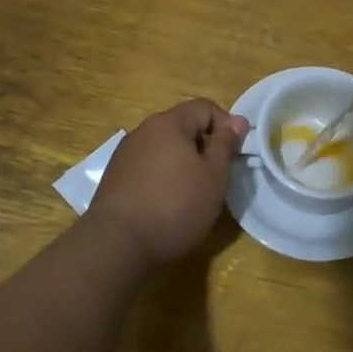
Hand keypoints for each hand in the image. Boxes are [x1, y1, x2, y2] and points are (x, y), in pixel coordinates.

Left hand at [87, 99, 249, 264]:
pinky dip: (162, 176)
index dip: (226, 126)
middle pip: (183, 126)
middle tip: (215, 177)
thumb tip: (238, 120)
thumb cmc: (175, 206)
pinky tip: (165, 204)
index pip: (205, 107)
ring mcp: (125, 153)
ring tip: (191, 193)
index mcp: (169, 123)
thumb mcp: (214, 176)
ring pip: (164, 147)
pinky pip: (147, 165)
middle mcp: (143, 130)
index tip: (232, 156)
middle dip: (203, 146)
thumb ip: (226, 144)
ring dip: (182, 162)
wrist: (117, 244)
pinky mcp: (114, 176)